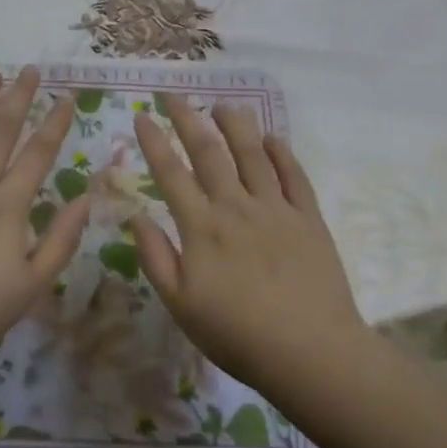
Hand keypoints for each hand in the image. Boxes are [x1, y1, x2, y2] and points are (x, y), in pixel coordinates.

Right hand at [129, 97, 366, 400]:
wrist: (311, 353)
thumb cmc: (238, 335)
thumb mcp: (181, 305)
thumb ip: (155, 257)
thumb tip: (135, 215)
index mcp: (202, 227)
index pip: (171, 173)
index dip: (154, 142)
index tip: (142, 116)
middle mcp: (236, 206)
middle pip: (209, 152)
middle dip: (188, 119)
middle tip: (174, 94)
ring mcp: (275, 208)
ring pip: (252, 154)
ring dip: (235, 125)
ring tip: (223, 104)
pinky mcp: (308, 218)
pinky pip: (293, 175)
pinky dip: (282, 152)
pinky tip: (272, 138)